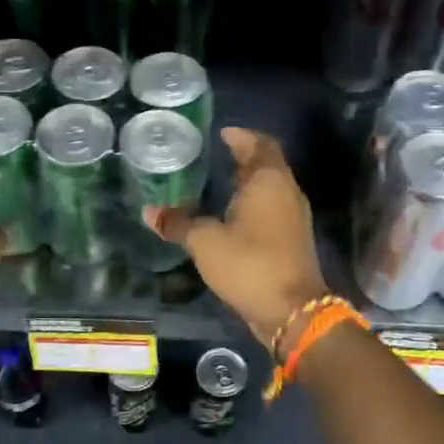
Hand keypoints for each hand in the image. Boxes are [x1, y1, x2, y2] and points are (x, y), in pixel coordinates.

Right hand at [147, 128, 329, 346]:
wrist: (292, 311)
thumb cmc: (249, 264)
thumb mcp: (205, 242)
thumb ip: (178, 223)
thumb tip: (149, 211)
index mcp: (269, 181)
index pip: (259, 144)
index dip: (241, 136)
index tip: (221, 133)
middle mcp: (286, 192)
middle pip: (267, 165)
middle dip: (242, 158)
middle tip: (213, 156)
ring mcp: (293, 217)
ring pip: (270, 189)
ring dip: (248, 183)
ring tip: (217, 184)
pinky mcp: (291, 240)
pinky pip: (271, 209)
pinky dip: (252, 204)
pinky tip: (229, 216)